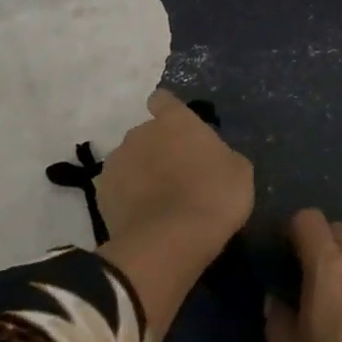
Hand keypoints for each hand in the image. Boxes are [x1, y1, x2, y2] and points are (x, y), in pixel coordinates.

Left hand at [96, 89, 253, 260]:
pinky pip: (118, 188)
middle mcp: (140, 132)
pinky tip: (144, 217)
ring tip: (159, 200)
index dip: (169, 112)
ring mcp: (117, 162)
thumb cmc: (213, 197)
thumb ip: (221, 154)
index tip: (178, 130)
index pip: (163, 100)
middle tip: (178, 175)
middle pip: (147, 133)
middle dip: (158, 148)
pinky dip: (128, 198)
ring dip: (141, 172)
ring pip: (130, 160)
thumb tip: (212, 158)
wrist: (169, 241)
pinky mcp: (102, 193)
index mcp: (175, 120)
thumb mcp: (239, 171)